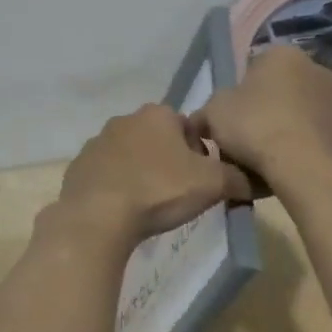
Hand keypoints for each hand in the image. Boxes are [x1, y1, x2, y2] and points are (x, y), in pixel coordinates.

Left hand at [56, 104, 253, 244]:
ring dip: (141, 172)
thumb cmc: (159, 191)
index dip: (199, 154)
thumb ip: (238, 178)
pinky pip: (106, 174)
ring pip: (130, 155)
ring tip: (149, 204)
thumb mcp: (213, 184)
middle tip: (177, 193)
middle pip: (158, 139)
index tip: (200, 180)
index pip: (188, 127)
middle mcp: (125, 120)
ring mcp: (97, 142)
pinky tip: (123, 210)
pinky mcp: (78, 167)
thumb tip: (253, 181)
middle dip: (169, 162)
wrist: (98, 217)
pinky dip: (116, 187)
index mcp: (157, 114)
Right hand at [194, 45, 331, 181]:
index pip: (256, 67)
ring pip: (304, 112)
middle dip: (270, 107)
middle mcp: (317, 69)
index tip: (233, 117)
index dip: (241, 94)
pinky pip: (320, 136)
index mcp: (283, 55)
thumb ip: (206, 112)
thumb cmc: (254, 127)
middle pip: (284, 88)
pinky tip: (293, 165)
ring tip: (272, 156)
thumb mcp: (213, 114)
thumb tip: (201, 121)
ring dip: (291, 125)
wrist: (302, 168)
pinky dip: (309, 145)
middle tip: (250, 137)